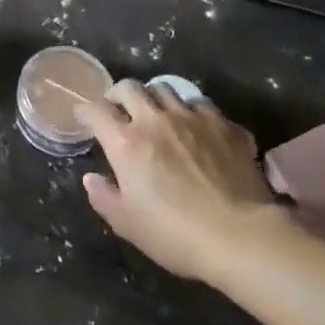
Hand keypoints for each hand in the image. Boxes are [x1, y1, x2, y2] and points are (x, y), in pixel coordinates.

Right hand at [75, 80, 286, 287]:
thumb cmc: (176, 234)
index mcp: (126, 143)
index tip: (84, 117)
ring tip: (157, 113)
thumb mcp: (128, 224)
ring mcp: (192, 118)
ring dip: (154, 98)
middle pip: (129, 88)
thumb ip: (104, 197)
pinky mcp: (224, 125)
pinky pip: (201, 104)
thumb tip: (91, 178)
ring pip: (165, 89)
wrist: (241, 236)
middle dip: (117, 94)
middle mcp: (155, 121)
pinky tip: (196, 128)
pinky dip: (192, 111)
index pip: (96, 111)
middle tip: (118, 109)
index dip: (85, 111)